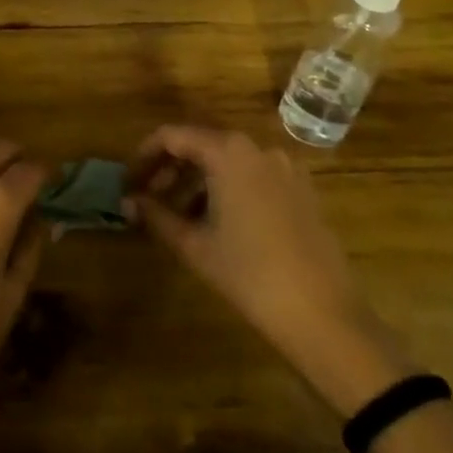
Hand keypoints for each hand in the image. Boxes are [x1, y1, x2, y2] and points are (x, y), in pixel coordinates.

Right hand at [126, 125, 409, 415]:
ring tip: (179, 216)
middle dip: (171, 168)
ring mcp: (284, 167)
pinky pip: (253, 175)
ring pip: (228, 161)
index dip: (145, 155)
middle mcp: (257, 147)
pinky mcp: (302, 189)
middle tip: (149, 199)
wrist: (325, 316)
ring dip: (198, 180)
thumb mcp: (195, 245)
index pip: (173, 136)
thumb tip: (128, 202)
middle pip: (202, 144)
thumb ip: (157, 216)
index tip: (129, 181)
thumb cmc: (250, 275)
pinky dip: (229, 188)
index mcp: (228, 152)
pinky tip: (218, 223)